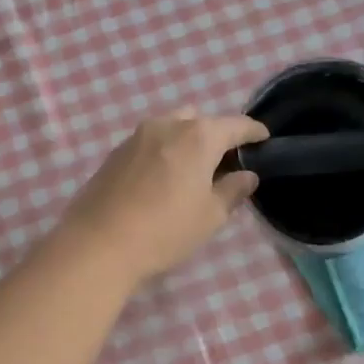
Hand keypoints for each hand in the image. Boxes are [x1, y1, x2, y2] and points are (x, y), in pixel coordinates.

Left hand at [59, 112, 268, 282]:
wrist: (98, 244)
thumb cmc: (165, 230)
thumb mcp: (210, 216)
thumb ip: (233, 191)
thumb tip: (247, 175)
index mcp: (198, 136)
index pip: (235, 125)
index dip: (253, 132)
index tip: (264, 139)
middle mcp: (167, 125)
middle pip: (200, 120)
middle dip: (216, 134)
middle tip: (224, 162)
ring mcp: (136, 136)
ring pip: (171, 128)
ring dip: (186, 142)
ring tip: (192, 171)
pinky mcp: (115, 153)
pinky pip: (150, 143)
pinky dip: (164, 152)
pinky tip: (163, 179)